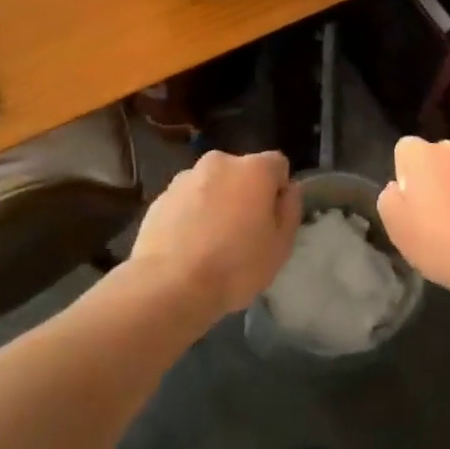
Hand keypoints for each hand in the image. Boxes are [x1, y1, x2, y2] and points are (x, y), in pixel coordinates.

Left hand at [130, 150, 300, 316]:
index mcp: (254, 168)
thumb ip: (290, 210)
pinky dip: (190, 216)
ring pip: (211, 186)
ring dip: (215, 203)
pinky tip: (187, 248)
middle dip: (244, 194)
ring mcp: (184, 178)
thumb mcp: (280, 246)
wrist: (168, 286)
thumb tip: (288, 189)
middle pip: (241, 173)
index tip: (271, 220)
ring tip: (210, 245)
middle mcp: (219, 162)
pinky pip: (185, 202)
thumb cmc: (235, 266)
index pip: (277, 165)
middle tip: (242, 234)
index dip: (278, 190)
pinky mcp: (159, 198)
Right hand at [379, 137, 449, 298]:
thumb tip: (400, 188)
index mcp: (422, 151)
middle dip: (433, 178)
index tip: (409, 203)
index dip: (404, 176)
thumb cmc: (437, 239)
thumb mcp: (394, 223)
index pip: (404, 150)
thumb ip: (390, 196)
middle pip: (436, 158)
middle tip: (432, 214)